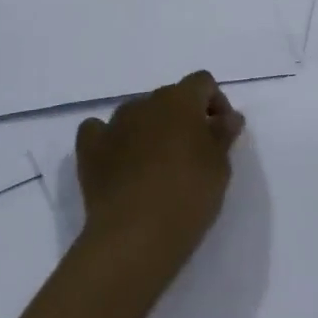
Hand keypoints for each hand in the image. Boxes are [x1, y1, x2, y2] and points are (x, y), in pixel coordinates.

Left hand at [76, 70, 245, 274]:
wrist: (135, 235)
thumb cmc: (188, 195)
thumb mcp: (220, 166)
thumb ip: (223, 135)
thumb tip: (227, 117)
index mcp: (180, 100)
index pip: (202, 82)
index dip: (215, 102)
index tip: (222, 132)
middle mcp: (145, 103)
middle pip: (169, 97)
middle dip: (183, 117)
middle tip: (194, 152)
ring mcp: (113, 125)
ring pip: (137, 113)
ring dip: (150, 128)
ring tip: (158, 163)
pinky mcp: (89, 150)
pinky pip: (99, 131)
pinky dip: (111, 140)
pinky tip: (120, 160)